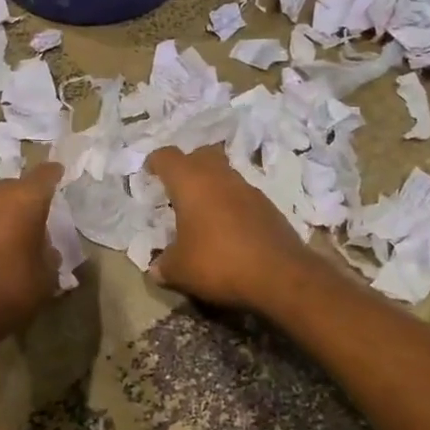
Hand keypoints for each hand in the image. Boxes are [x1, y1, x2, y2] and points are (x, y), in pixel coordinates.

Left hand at [0, 161, 64, 335]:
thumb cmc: (12, 291)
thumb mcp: (47, 276)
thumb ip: (48, 252)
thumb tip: (42, 245)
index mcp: (24, 200)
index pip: (44, 175)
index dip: (53, 174)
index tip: (59, 174)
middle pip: (13, 187)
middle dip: (24, 198)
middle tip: (33, 217)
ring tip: (5, 237)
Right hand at [145, 146, 316, 312]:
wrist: (280, 275)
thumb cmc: (218, 263)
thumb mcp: (180, 270)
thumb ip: (164, 265)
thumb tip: (157, 268)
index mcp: (191, 183)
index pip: (168, 157)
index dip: (155, 162)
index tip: (149, 172)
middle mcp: (220, 177)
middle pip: (202, 155)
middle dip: (188, 165)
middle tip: (178, 187)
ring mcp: (249, 190)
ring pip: (225, 175)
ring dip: (213, 186)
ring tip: (202, 211)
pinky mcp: (269, 207)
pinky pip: (243, 197)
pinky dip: (232, 205)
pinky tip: (228, 229)